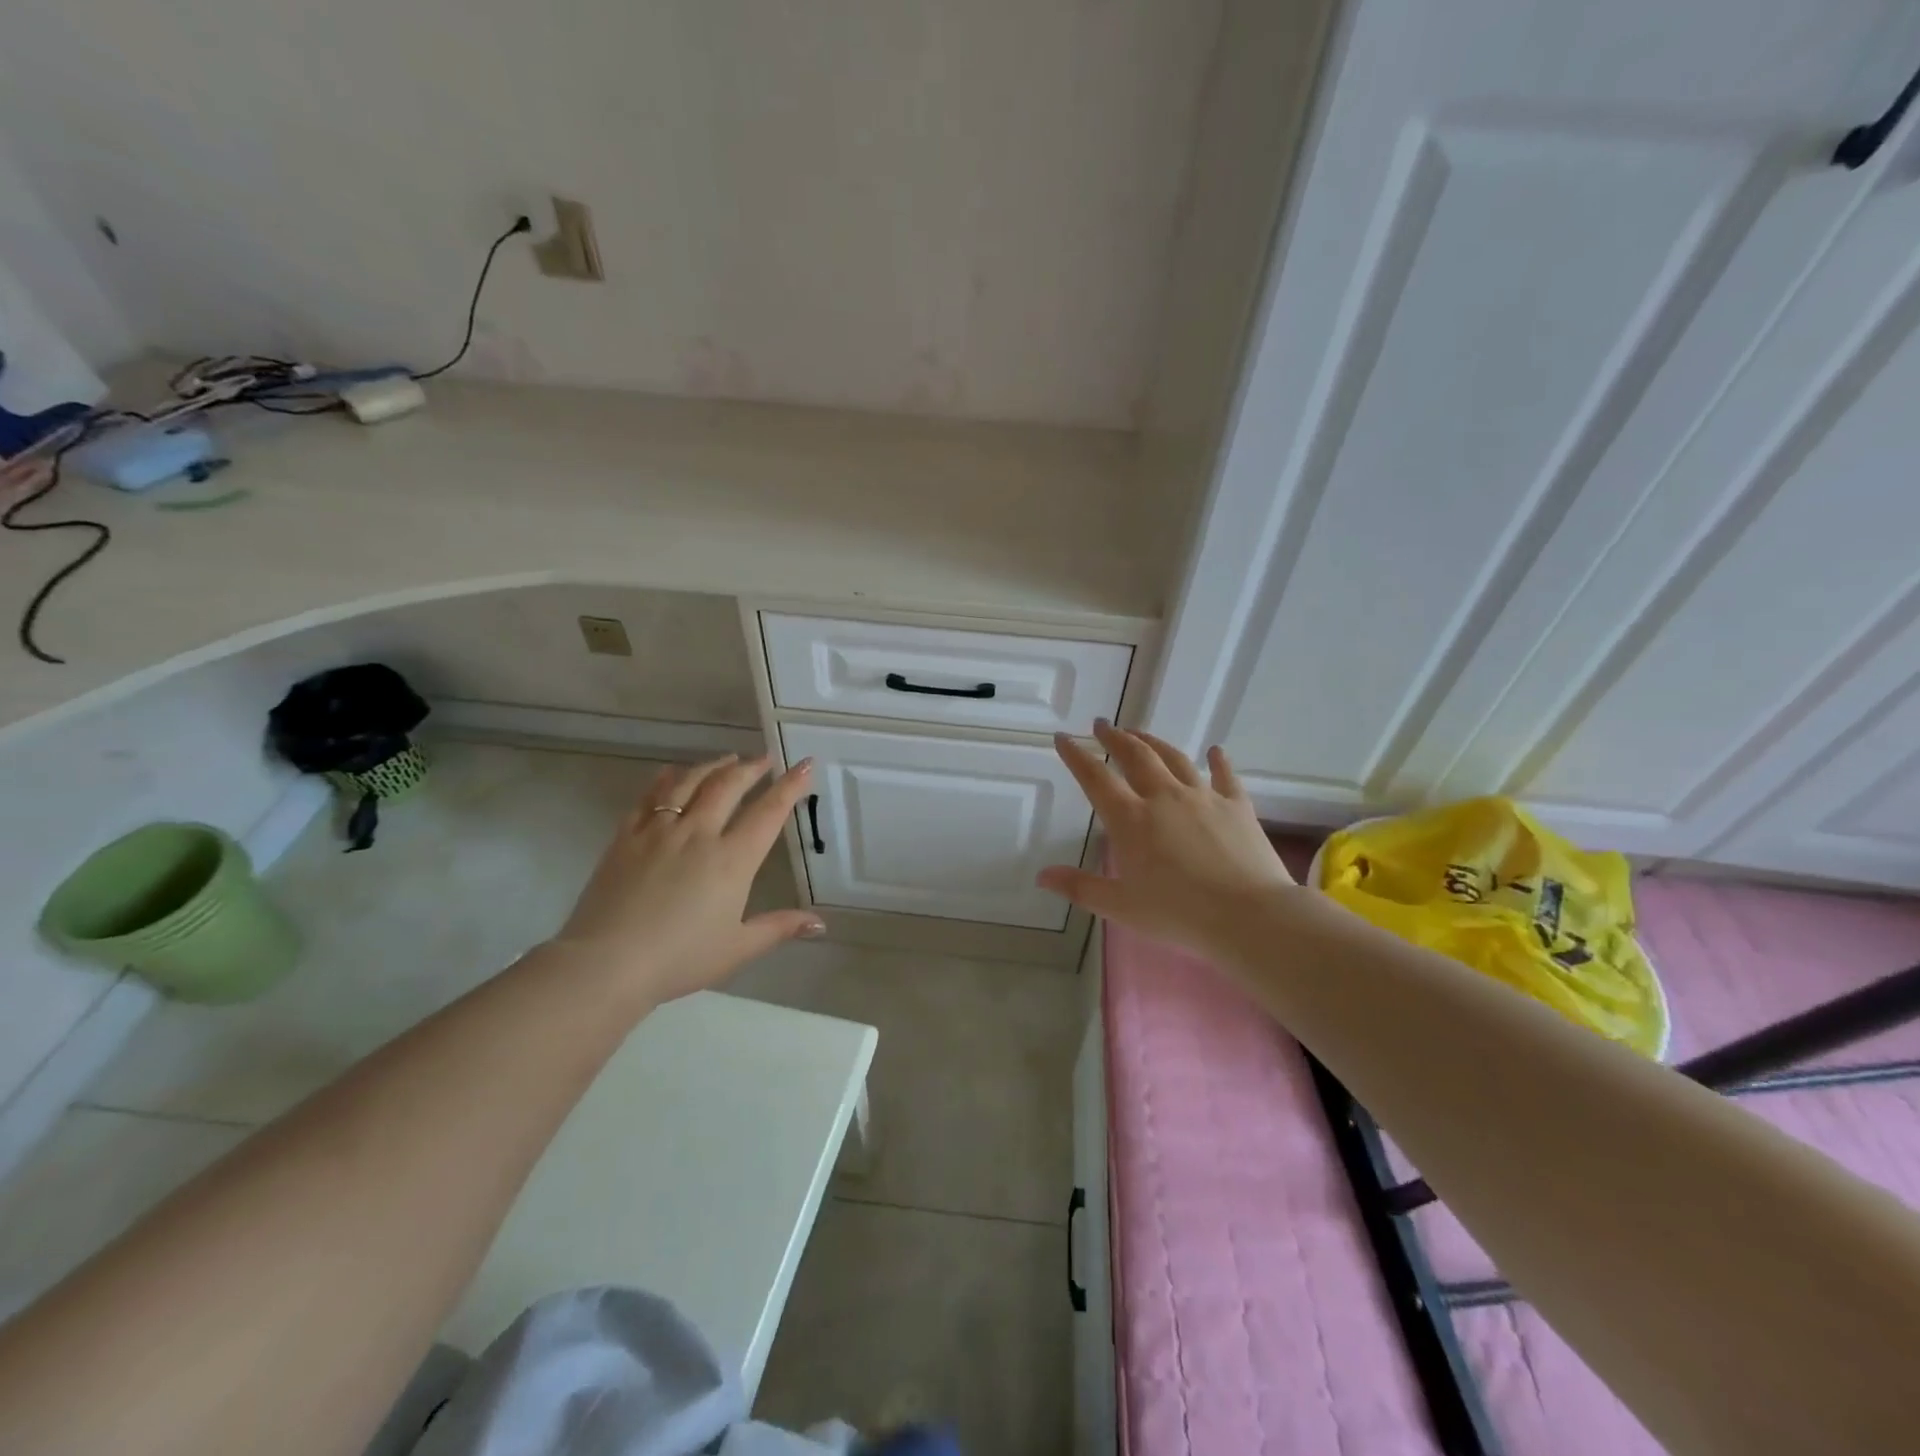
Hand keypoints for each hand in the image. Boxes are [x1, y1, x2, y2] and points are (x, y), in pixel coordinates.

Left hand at [549, 755, 824, 1004]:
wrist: (606, 964)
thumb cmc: (679, 959)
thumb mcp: (738, 948)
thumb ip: (779, 928)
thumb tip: (820, 923)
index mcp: (732, 859)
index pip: (769, 812)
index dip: (790, 786)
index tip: (805, 764)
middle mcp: (699, 833)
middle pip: (729, 786)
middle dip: (751, 768)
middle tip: (764, 760)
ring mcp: (660, 831)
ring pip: (690, 783)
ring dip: (713, 766)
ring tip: (728, 759)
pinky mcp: (626, 837)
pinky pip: (650, 796)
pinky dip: (666, 779)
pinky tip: (672, 773)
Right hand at [1039, 722, 1294, 952]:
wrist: (1249, 915)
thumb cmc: (1178, 914)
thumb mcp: (1120, 906)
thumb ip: (1080, 887)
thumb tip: (1042, 876)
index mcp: (1131, 819)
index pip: (1095, 778)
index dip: (1076, 755)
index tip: (1063, 737)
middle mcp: (1164, 797)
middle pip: (1135, 756)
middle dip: (1115, 738)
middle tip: (1102, 725)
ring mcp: (1203, 797)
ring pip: (1174, 758)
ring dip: (1154, 742)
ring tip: (1140, 733)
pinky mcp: (1237, 806)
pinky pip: (1225, 776)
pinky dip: (1218, 761)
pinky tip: (1215, 750)